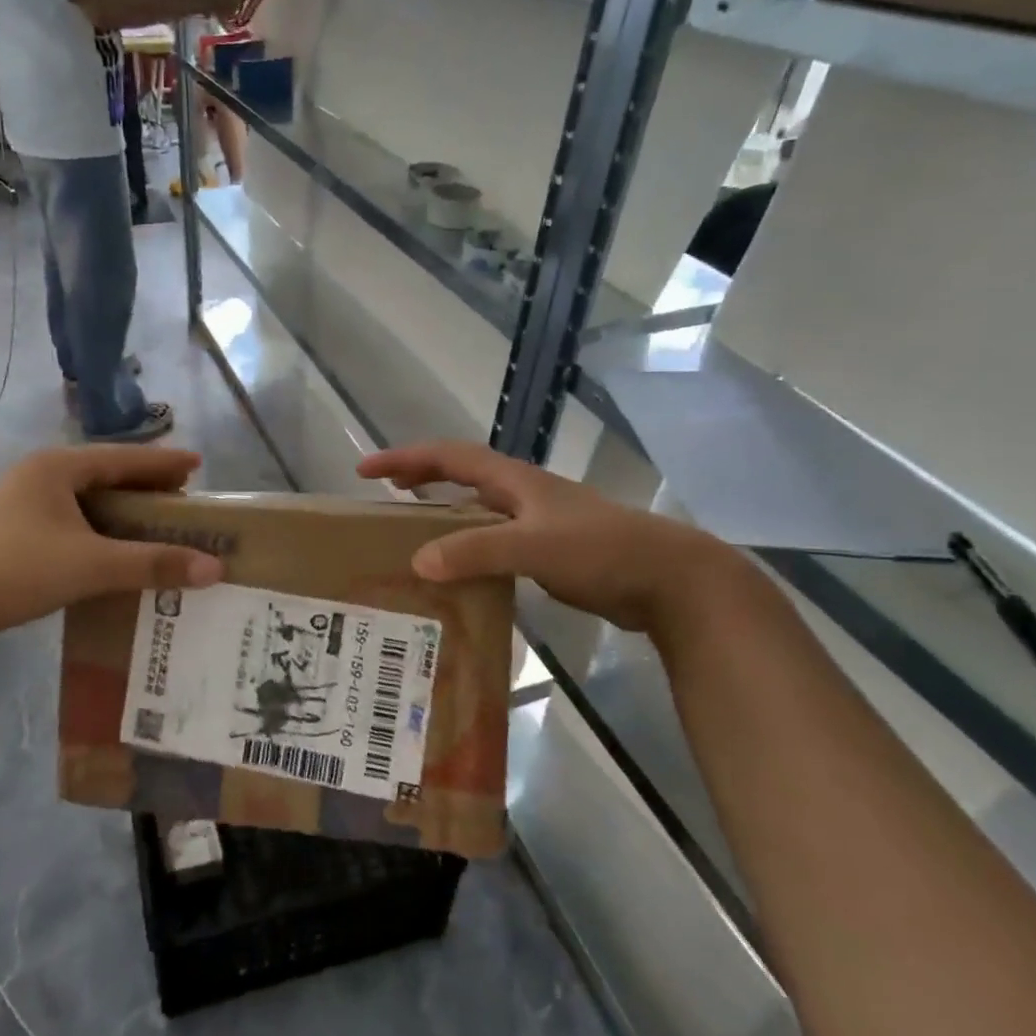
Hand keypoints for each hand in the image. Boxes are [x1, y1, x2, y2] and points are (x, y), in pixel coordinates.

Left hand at [0, 446, 223, 637]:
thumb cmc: (18, 570)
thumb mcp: (93, 565)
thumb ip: (153, 563)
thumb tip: (214, 567)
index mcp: (58, 467)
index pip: (124, 457)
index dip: (163, 463)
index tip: (197, 464)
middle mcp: (37, 474)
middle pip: (103, 473)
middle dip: (143, 485)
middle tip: (179, 497)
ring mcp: (15, 502)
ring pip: (81, 497)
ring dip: (117, 508)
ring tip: (148, 522)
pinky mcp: (5, 529)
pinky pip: (65, 517)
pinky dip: (94, 527)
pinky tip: (104, 546)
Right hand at [356, 442, 736, 634]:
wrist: (670, 579)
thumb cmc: (603, 550)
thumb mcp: (535, 546)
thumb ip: (478, 550)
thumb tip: (418, 560)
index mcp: (514, 481)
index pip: (449, 456)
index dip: (406, 458)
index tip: (365, 469)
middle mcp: (521, 495)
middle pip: (460, 475)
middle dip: (419, 478)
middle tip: (382, 496)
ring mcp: (537, 523)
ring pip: (477, 510)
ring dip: (442, 513)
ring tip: (410, 534)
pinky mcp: (548, 552)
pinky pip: (493, 542)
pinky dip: (467, 547)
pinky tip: (458, 572)